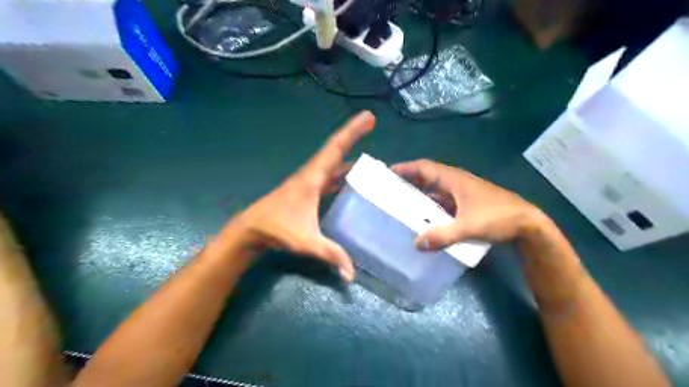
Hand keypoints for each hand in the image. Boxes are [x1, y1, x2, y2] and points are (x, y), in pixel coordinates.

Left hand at [225, 110, 375, 280]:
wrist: (251, 229)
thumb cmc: (276, 229)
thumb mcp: (305, 241)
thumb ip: (330, 254)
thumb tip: (351, 274)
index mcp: (313, 177)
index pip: (336, 148)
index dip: (353, 132)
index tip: (369, 117)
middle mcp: (312, 174)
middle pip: (336, 150)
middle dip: (354, 136)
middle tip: (373, 125)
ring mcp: (310, 182)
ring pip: (334, 165)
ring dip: (351, 159)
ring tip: (371, 161)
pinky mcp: (308, 191)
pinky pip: (330, 177)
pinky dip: (343, 175)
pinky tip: (354, 182)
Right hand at [390, 159, 546, 248]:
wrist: (528, 225)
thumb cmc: (498, 218)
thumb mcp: (468, 227)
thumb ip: (442, 235)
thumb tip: (416, 244)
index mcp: (454, 179)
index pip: (424, 168)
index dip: (406, 168)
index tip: (388, 172)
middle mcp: (457, 182)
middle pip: (428, 176)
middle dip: (409, 179)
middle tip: (390, 188)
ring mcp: (463, 193)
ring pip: (436, 189)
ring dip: (420, 192)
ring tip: (402, 201)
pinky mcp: (468, 203)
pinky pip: (443, 200)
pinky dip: (432, 205)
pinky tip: (425, 216)